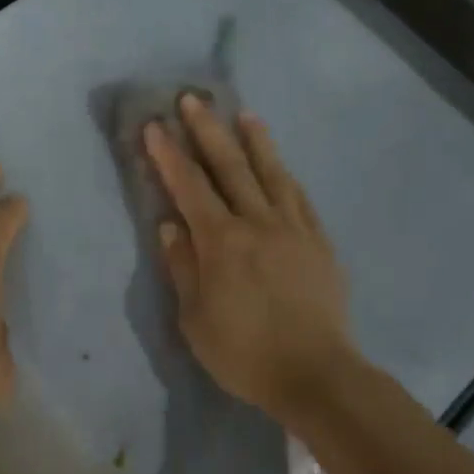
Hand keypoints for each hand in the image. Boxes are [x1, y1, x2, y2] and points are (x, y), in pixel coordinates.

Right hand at [145, 95, 351, 419]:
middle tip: (193, 99)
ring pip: (271, 173)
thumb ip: (182, 267)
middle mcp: (257, 223)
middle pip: (230, 167)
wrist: (317, 375)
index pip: (189, 187)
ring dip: (254, 140)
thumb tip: (170, 224)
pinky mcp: (319, 242)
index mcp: (221, 242)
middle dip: (207, 130)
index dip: (169, 155)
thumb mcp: (195, 319)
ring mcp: (293, 229)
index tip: (154, 125)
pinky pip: (300, 198)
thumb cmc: (245, 353)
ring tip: (243, 113)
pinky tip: (280, 165)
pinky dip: (285, 175)